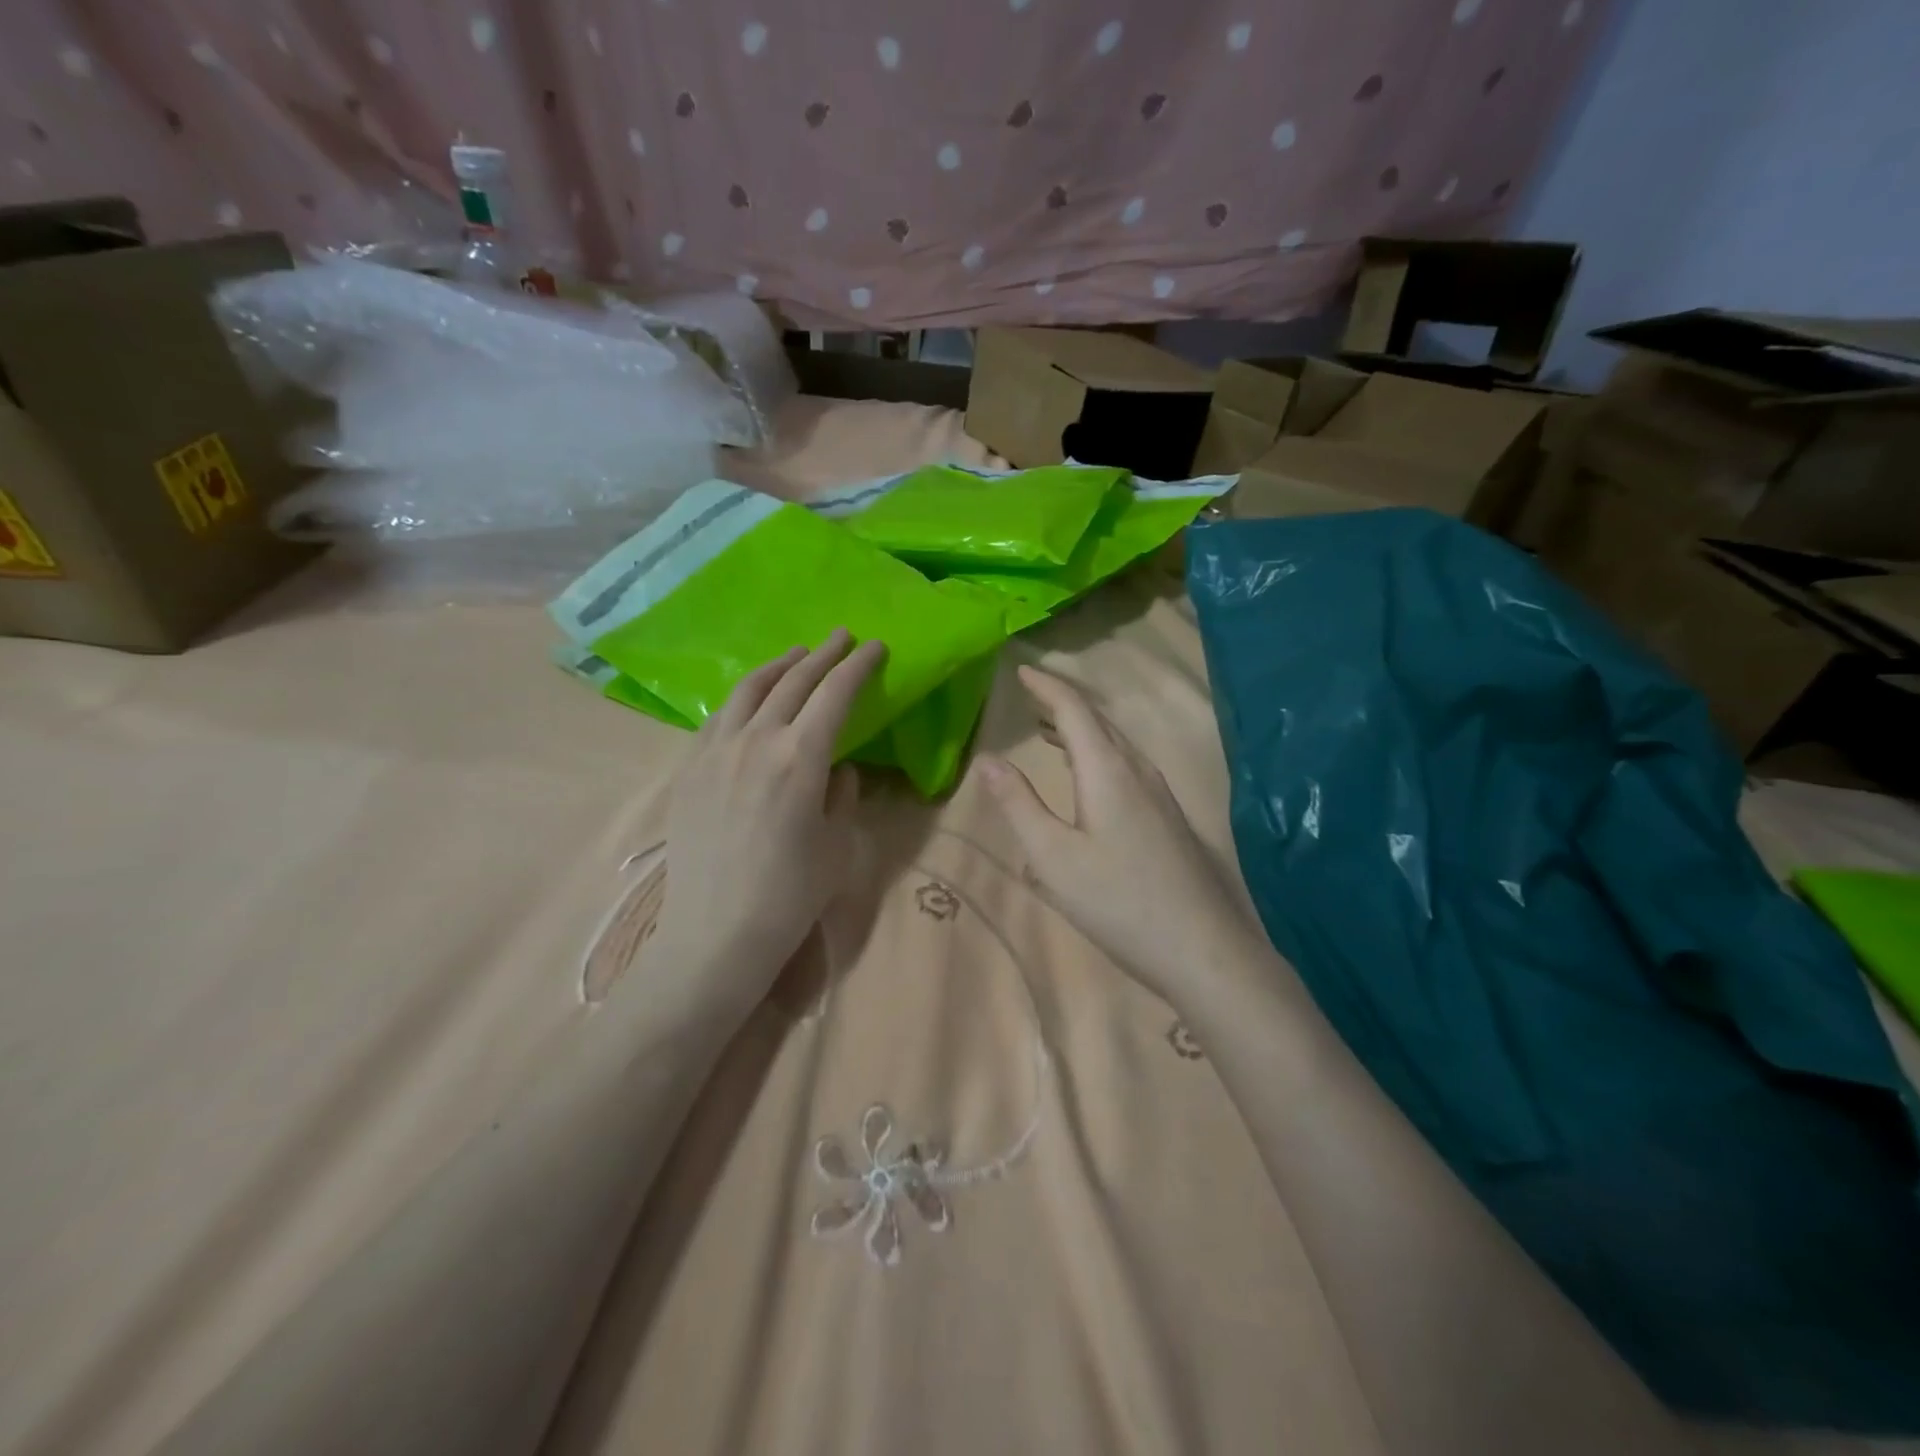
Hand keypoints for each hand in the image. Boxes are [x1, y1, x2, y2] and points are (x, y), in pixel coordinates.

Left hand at [645, 629, 883, 1020]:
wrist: (715, 933)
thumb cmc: (790, 894)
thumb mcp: (837, 844)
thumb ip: (842, 795)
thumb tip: (838, 769)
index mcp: (800, 757)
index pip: (835, 694)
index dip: (858, 666)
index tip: (875, 646)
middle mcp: (755, 740)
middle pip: (793, 681)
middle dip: (822, 654)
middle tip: (841, 636)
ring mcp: (715, 751)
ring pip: (748, 690)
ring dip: (778, 667)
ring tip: (796, 656)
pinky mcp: (689, 769)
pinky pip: (718, 718)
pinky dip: (743, 698)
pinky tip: (750, 700)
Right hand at [979, 666, 1265, 1004]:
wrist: (1203, 950)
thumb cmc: (1118, 901)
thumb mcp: (1053, 856)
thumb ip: (1018, 805)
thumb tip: (986, 759)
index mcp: (1108, 770)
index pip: (1074, 710)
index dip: (1046, 686)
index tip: (1021, 669)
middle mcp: (1138, 771)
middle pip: (1099, 722)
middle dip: (1063, 704)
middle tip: (1031, 695)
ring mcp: (1160, 795)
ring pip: (1116, 745)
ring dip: (1081, 731)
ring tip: (1049, 732)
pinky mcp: (1169, 819)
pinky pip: (1127, 767)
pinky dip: (1098, 756)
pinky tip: (1089, 782)